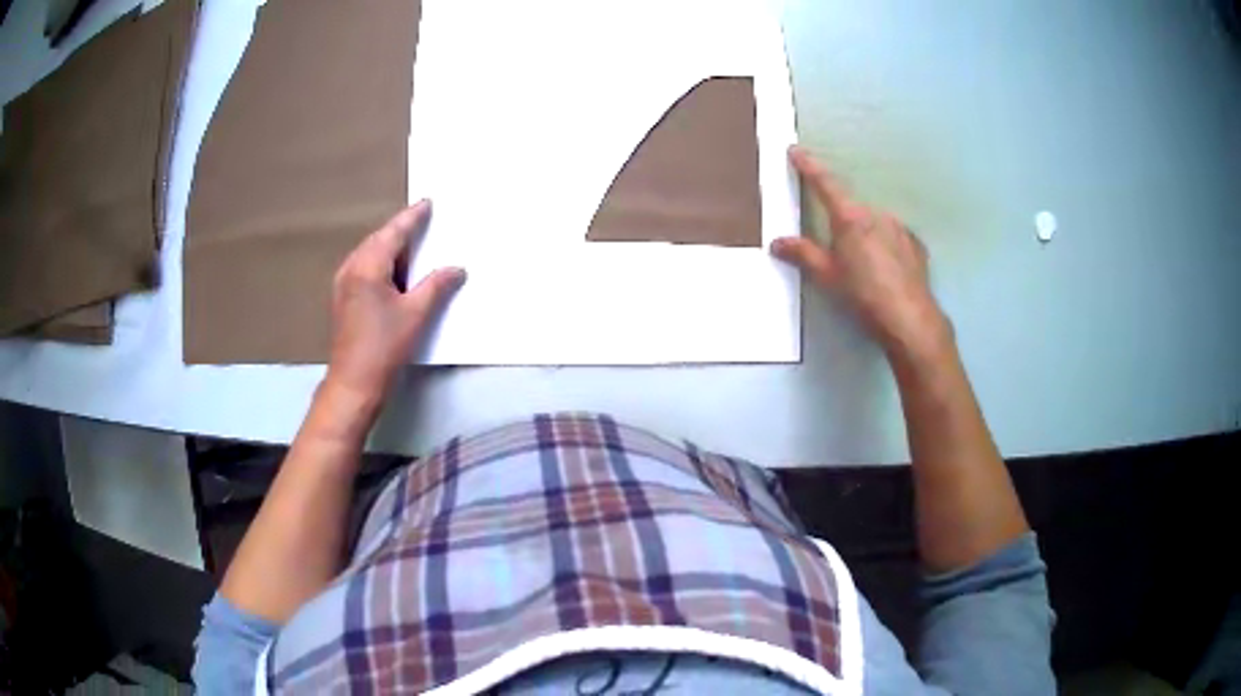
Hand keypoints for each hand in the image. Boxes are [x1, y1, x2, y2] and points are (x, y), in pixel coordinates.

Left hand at [325, 200, 464, 410]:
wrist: (354, 383)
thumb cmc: (384, 346)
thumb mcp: (415, 314)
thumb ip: (436, 286)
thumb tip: (456, 269)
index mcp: (367, 266)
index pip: (393, 233)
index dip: (412, 217)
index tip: (427, 203)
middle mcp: (351, 269)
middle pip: (378, 240)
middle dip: (400, 231)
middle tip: (423, 222)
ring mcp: (344, 284)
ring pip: (370, 255)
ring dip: (391, 249)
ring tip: (414, 246)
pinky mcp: (344, 300)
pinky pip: (365, 269)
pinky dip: (383, 264)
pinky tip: (396, 273)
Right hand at [772, 146, 951, 366]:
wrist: (910, 319)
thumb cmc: (863, 295)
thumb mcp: (827, 276)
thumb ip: (803, 254)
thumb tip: (777, 242)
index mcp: (850, 217)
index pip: (824, 183)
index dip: (808, 166)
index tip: (796, 150)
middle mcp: (875, 214)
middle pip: (851, 209)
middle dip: (842, 223)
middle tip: (837, 250)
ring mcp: (899, 227)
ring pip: (874, 223)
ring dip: (865, 236)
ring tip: (864, 267)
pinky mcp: (915, 244)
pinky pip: (894, 238)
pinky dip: (886, 247)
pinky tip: (886, 270)